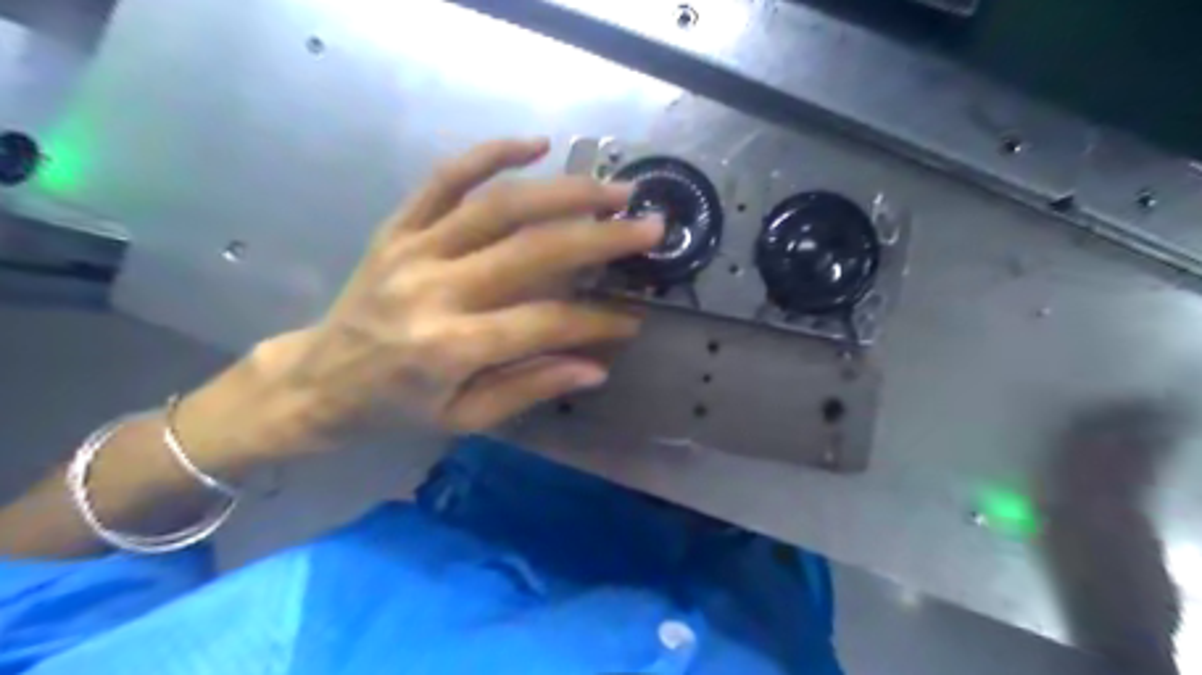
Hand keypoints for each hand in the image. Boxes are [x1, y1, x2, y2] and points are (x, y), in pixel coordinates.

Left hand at [197, 135, 666, 454]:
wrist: (318, 379)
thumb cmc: (395, 406)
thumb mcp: (464, 418)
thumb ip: (530, 387)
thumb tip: (595, 365)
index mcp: (450, 346)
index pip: (545, 323)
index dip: (596, 322)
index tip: (633, 321)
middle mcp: (435, 289)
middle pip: (532, 252)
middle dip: (601, 238)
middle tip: (649, 227)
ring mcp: (414, 249)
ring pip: (499, 206)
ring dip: (564, 192)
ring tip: (613, 190)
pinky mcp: (398, 226)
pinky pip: (445, 179)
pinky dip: (491, 154)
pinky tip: (535, 143)